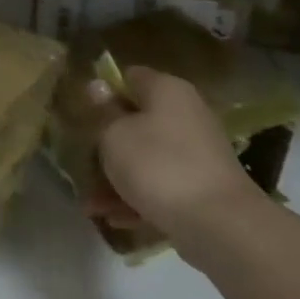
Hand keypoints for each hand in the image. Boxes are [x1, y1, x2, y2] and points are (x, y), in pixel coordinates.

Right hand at [95, 65, 263, 238]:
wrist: (216, 222)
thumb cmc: (156, 164)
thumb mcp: (114, 135)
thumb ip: (103, 112)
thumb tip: (99, 87)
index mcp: (167, 91)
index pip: (130, 76)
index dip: (104, 91)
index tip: (83, 112)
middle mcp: (186, 115)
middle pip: (137, 121)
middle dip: (107, 143)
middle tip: (83, 161)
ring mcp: (195, 152)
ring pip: (145, 157)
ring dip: (116, 178)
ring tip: (92, 206)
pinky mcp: (199, 186)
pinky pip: (160, 184)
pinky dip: (137, 198)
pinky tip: (115, 219)